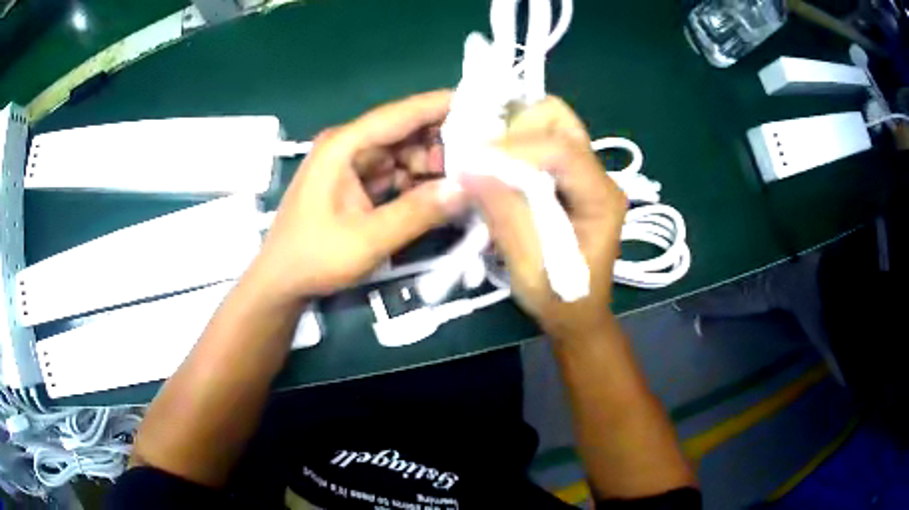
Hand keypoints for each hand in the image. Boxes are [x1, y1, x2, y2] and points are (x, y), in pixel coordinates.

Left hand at [252, 90, 464, 301]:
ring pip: (402, 152)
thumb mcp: (368, 239)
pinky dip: (416, 180)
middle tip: (483, 153)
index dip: (440, 106)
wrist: (281, 282)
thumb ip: (417, 212)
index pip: (400, 114)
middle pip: (403, 130)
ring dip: (431, 163)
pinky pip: (393, 172)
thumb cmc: (314, 257)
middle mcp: (348, 146)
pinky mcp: (355, 183)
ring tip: (467, 178)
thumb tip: (466, 188)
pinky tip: (441, 192)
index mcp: (343, 146)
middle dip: (442, 139)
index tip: (481, 103)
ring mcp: (350, 165)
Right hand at [460, 97, 626, 341]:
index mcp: (601, 198)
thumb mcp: (530, 265)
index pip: (562, 150)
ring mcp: (587, 173)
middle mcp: (600, 176)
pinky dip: (516, 144)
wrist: (578, 314)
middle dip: (517, 127)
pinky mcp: (572, 178)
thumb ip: (505, 213)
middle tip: (484, 155)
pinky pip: (543, 141)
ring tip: (488, 158)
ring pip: (551, 124)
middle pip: (561, 120)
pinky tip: (498, 165)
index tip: (474, 161)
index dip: (516, 148)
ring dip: (515, 132)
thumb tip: (468, 167)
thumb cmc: (560, 297)